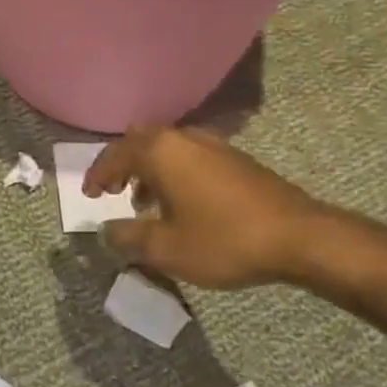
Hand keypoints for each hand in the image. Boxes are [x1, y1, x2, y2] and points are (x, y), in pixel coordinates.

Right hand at [83, 126, 327, 288]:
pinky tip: (180, 205)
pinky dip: (173, 173)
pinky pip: (190, 157)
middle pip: (141, 141)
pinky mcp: (235, 159)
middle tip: (112, 189)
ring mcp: (214, 145)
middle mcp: (184, 138)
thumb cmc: (224, 240)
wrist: (298, 237)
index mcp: (161, 152)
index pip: (115, 154)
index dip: (97, 174)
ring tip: (143, 203)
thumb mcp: (165, 248)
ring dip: (149, 170)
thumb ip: (128, 237)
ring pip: (168, 148)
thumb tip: (105, 231)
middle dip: (123, 164)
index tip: (88, 194)